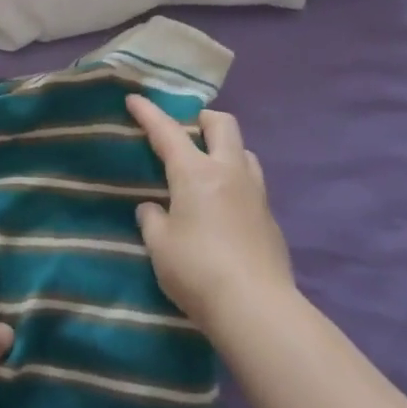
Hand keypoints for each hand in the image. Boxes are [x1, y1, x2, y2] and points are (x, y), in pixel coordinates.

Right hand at [127, 96, 296, 331]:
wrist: (257, 308)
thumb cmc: (197, 271)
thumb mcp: (160, 245)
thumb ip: (153, 220)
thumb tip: (153, 209)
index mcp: (196, 173)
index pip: (168, 132)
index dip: (149, 113)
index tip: (135, 99)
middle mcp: (229, 172)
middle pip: (223, 124)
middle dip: (202, 119)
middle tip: (186, 132)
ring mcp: (256, 193)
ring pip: (244, 151)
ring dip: (225, 149)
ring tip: (207, 169)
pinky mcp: (271, 218)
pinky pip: (252, 184)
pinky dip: (235, 183)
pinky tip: (224, 208)